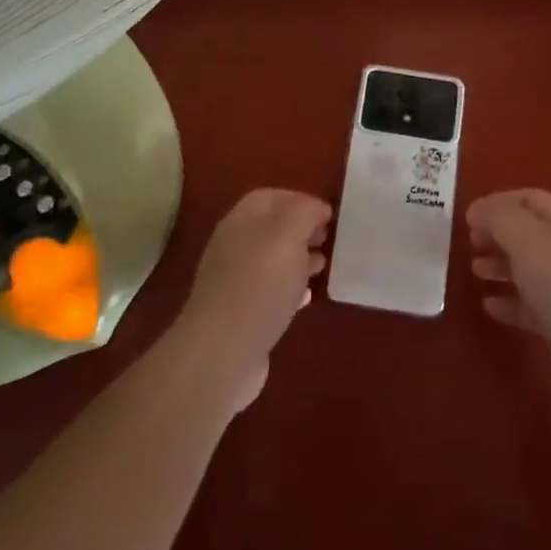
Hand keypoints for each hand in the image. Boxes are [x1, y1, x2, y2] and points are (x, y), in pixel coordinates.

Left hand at [175, 188, 330, 412]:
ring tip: (322, 266)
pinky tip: (306, 299)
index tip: (328, 214)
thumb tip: (318, 209)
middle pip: (271, 228)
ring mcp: (234, 282)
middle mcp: (233, 246)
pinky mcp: (241, 314)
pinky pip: (270, 292)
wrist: (222, 352)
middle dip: (301, 230)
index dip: (299, 199)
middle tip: (328, 239)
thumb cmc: (259, 284)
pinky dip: (291, 289)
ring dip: (298, 259)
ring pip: (272, 260)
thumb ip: (305, 213)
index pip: (270, 197)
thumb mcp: (288, 235)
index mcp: (241, 221)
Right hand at [468, 189, 550, 404]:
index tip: (468, 217)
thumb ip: (498, 218)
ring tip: (475, 271)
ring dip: (499, 265)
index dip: (497, 202)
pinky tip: (489, 306)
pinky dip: (508, 302)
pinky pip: (529, 305)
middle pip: (527, 233)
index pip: (528, 199)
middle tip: (470, 243)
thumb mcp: (526, 238)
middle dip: (497, 234)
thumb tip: (477, 212)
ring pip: (527, 268)